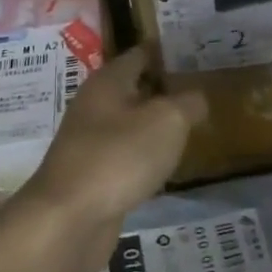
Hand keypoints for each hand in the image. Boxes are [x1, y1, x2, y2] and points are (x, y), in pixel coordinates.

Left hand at [15, 45, 206, 271]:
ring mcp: (90, 142)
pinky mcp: (92, 176)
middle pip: (133, 88)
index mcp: (107, 81)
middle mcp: (94, 105)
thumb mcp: (167, 121)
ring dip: (155, 125)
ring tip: (191, 127)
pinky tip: (166, 166)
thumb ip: (188, 103)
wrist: (69, 219)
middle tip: (202, 92)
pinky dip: (145, 156)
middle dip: (164, 89)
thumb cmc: (119, 157)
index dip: (166, 52)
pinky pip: (125, 156)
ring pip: (129, 124)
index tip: (195, 54)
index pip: (139, 54)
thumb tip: (196, 98)